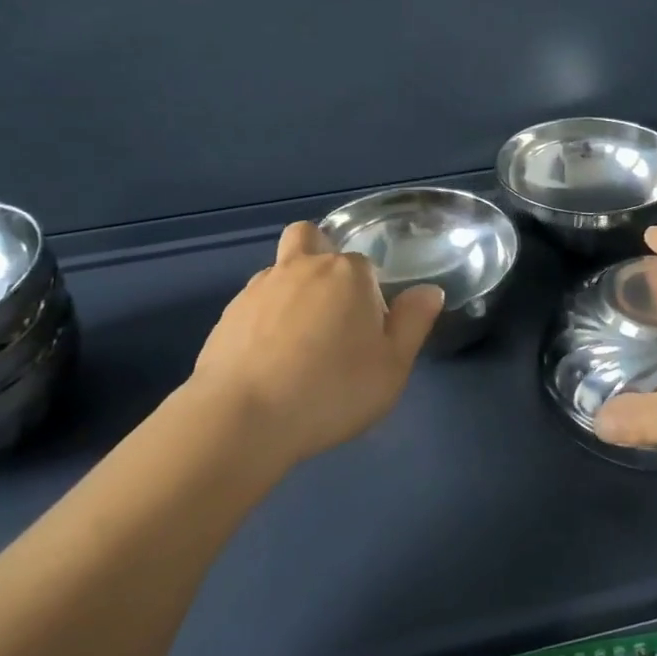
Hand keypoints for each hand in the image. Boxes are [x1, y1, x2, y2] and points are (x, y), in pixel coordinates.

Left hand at [189, 221, 444, 468]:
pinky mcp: (228, 313)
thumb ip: (413, 322)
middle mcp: (302, 266)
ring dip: (292, 290)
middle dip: (322, 258)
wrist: (243, 417)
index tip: (368, 334)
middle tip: (331, 312)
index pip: (365, 265)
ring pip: (280, 270)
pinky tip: (268, 360)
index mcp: (347, 273)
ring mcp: (258, 287)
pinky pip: (255, 303)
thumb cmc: (331, 390)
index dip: (369, 295)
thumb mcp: (392, 366)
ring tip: (297, 344)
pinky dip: (264, 320)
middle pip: (311, 238)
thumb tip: (429, 291)